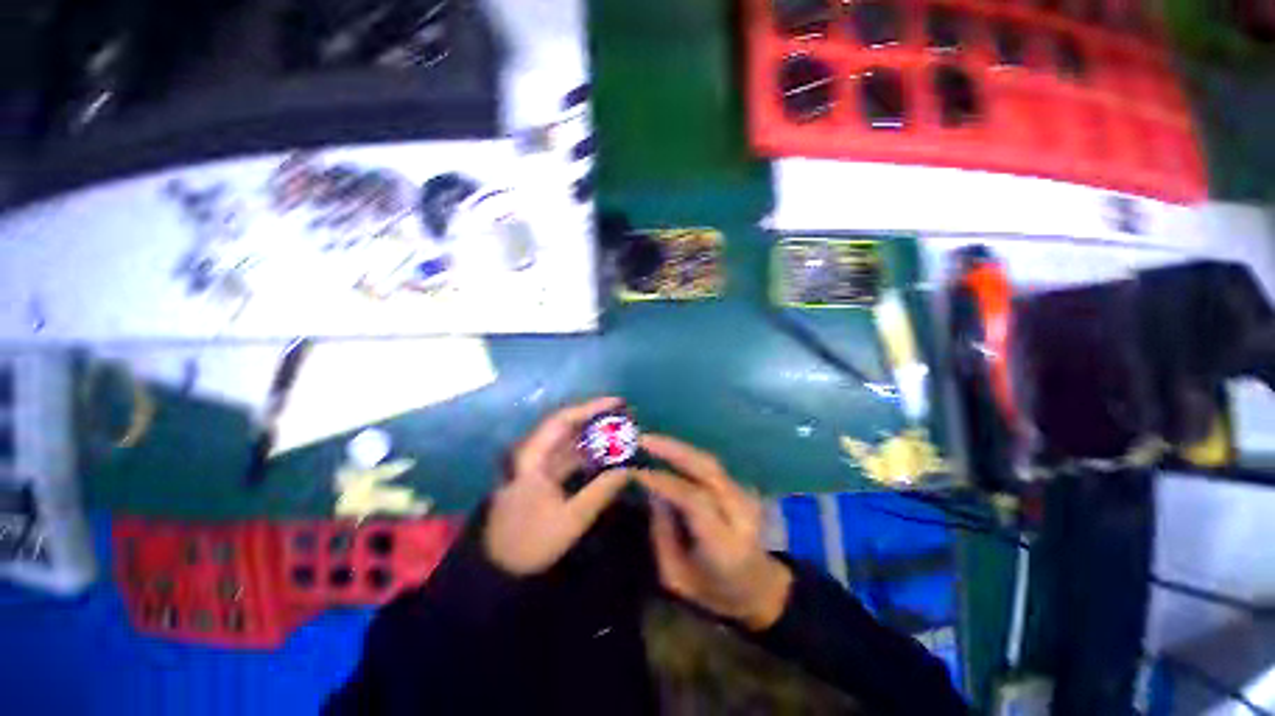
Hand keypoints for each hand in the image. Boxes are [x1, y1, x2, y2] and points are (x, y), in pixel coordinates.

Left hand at [484, 397, 631, 575]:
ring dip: (594, 436)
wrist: (499, 567)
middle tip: (626, 417)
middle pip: (567, 427)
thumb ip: (601, 492)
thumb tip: (630, 470)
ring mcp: (538, 464)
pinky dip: (588, 453)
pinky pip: (569, 456)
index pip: (562, 420)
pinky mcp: (543, 476)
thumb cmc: (530, 542)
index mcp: (532, 457)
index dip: (591, 408)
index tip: (618, 403)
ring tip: (621, 433)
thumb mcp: (570, 519)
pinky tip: (607, 455)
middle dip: (597, 420)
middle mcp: (534, 453)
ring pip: (569, 441)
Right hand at [634, 434, 792, 630]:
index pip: (694, 500)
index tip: (635, 472)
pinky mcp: (742, 488)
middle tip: (643, 440)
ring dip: (678, 448)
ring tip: (650, 441)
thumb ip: (662, 534)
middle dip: (673, 450)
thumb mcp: (678, 577)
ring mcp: (746, 497)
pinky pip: (710, 466)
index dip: (664, 482)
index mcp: (725, 544)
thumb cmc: (715, 592)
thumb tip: (652, 492)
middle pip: (708, 469)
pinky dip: (687, 455)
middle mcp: (740, 513)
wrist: (761, 588)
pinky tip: (668, 451)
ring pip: (710, 462)